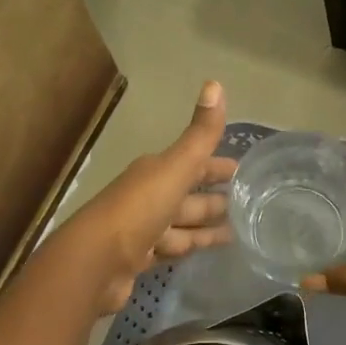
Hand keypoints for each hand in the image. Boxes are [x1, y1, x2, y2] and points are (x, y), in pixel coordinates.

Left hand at [65, 82, 236, 313]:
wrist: (95, 262)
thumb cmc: (138, 209)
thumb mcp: (174, 167)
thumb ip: (199, 134)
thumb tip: (215, 82)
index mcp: (155, 171)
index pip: (193, 163)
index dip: (217, 166)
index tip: (243, 171)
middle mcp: (147, 196)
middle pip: (188, 194)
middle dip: (215, 196)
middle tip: (250, 204)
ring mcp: (143, 229)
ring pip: (182, 223)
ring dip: (206, 225)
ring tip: (240, 231)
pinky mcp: (139, 258)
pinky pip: (173, 248)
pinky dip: (191, 246)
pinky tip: (209, 251)